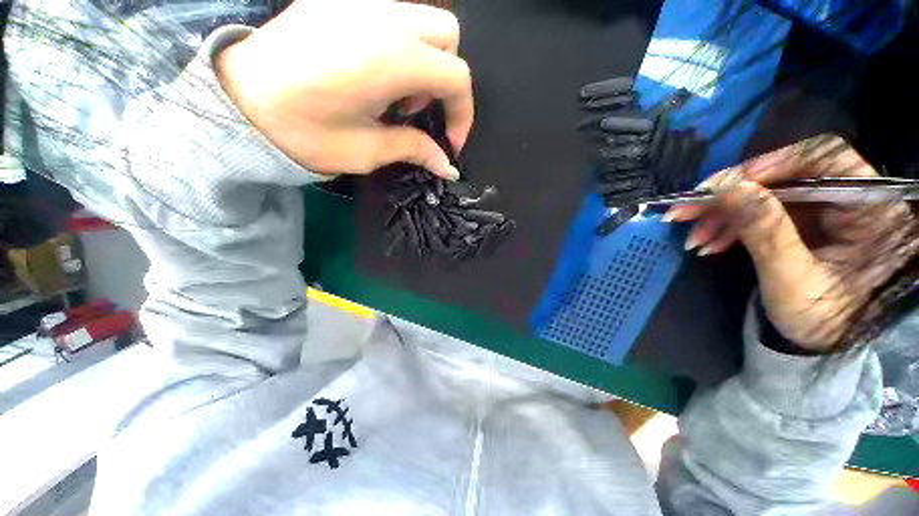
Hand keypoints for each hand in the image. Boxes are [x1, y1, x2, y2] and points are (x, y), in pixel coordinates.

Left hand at [214, 0, 472, 179]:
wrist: (239, 103)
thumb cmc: (303, 134)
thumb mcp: (368, 151)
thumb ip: (415, 150)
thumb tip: (449, 167)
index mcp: (390, 59)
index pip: (456, 76)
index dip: (462, 113)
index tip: (451, 142)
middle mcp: (380, 17)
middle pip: (447, 35)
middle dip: (446, 79)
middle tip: (418, 111)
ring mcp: (357, 0)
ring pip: (422, 19)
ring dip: (426, 60)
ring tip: (395, 94)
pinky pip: (392, 14)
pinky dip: (401, 44)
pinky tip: (375, 71)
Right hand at [665, 135, 917, 351]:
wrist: (830, 345)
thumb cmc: (824, 320)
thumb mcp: (792, 278)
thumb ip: (764, 229)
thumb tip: (727, 186)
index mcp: (869, 207)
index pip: (821, 158)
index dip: (770, 164)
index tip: (723, 187)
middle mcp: (848, 199)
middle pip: (783, 177)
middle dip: (730, 196)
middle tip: (684, 212)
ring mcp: (823, 212)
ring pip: (765, 197)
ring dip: (723, 215)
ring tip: (693, 239)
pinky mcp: (804, 224)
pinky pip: (762, 214)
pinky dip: (732, 226)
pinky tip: (709, 243)